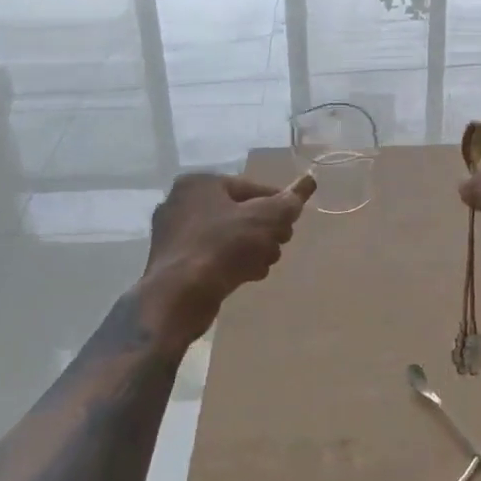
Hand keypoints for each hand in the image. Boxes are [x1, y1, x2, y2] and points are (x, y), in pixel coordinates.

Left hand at [142, 173, 316, 351]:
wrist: (178, 298)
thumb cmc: (222, 248)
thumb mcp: (265, 219)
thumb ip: (289, 201)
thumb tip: (308, 181)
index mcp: (199, 183)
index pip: (251, 188)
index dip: (277, 205)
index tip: (290, 225)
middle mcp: (181, 202)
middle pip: (239, 212)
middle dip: (264, 231)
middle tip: (278, 247)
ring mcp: (173, 234)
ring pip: (227, 236)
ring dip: (251, 249)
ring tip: (264, 265)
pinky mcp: (172, 263)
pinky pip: (212, 255)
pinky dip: (231, 262)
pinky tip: (247, 276)